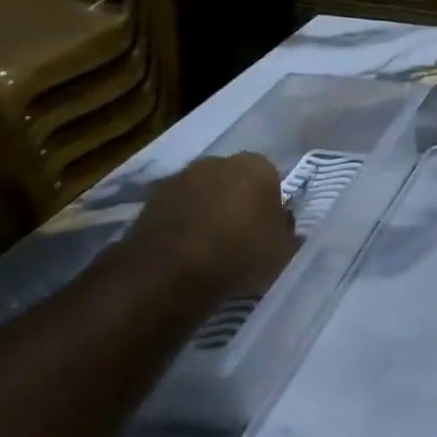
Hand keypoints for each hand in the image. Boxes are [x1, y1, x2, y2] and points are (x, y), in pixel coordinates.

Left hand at [120, 154, 298, 300]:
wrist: (168, 274)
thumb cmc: (240, 254)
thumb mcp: (284, 249)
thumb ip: (287, 230)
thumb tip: (283, 224)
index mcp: (257, 166)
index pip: (272, 177)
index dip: (271, 203)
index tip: (270, 227)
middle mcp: (217, 162)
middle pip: (235, 180)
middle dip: (239, 200)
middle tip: (243, 234)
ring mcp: (179, 178)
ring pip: (204, 193)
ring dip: (208, 211)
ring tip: (212, 247)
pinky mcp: (148, 201)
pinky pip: (178, 210)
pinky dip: (183, 224)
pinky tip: (187, 251)